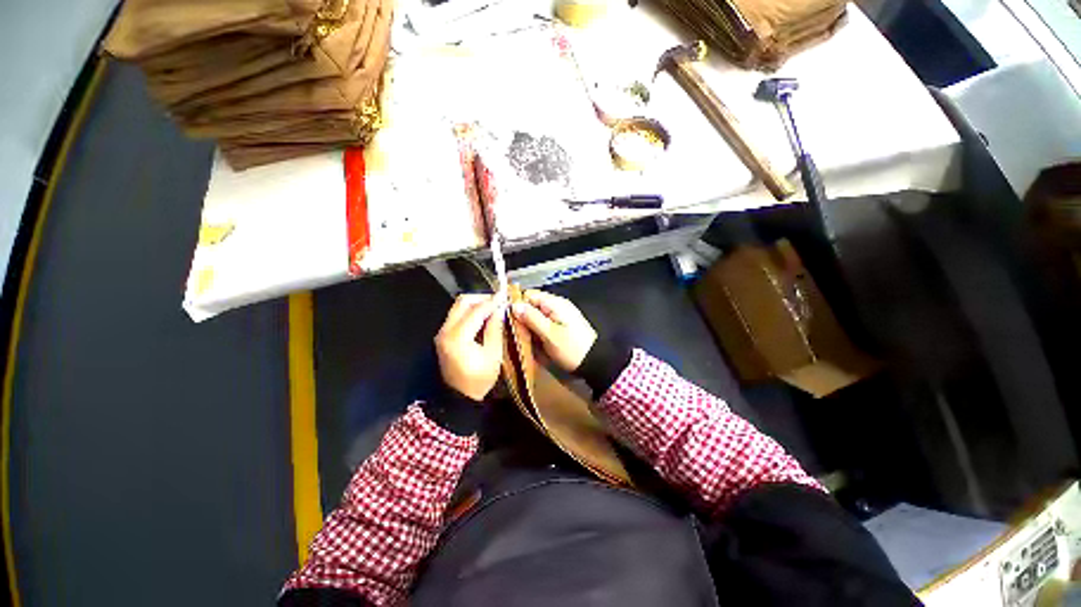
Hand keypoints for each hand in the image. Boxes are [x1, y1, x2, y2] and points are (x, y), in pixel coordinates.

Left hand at [435, 294, 505, 400]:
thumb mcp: (493, 355)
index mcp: (458, 337)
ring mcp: (442, 332)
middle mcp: (446, 330)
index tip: (505, 294)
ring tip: (493, 308)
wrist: (458, 398)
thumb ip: (495, 329)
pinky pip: (457, 315)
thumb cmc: (479, 379)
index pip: (476, 311)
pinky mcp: (443, 335)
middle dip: (482, 298)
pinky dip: (470, 312)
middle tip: (498, 302)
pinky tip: (483, 317)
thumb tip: (500, 309)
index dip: (492, 301)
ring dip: (476, 304)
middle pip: (463, 302)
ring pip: (458, 307)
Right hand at [511, 290, 596, 371]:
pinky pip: (544, 324)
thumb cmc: (571, 348)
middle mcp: (557, 306)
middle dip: (524, 318)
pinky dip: (538, 331)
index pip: (529, 295)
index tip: (511, 320)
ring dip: (530, 327)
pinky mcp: (562, 326)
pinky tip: (537, 342)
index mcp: (554, 303)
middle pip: (532, 305)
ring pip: (537, 316)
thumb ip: (531, 318)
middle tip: (519, 334)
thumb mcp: (549, 334)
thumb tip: (514, 306)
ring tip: (527, 340)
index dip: (518, 306)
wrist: (595, 362)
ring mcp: (560, 315)